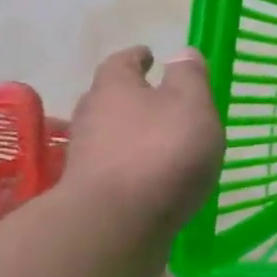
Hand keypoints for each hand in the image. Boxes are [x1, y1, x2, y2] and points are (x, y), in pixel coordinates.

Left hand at [61, 45, 224, 234]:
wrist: (117, 224)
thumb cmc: (162, 150)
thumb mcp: (191, 103)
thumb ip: (189, 76)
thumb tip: (181, 52)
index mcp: (115, 88)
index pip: (121, 62)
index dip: (137, 57)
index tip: (149, 55)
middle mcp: (92, 117)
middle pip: (107, 98)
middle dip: (129, 95)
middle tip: (152, 96)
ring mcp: (85, 158)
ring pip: (107, 134)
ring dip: (127, 132)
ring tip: (157, 139)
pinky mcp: (88, 195)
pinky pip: (110, 168)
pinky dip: (128, 165)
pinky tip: (149, 175)